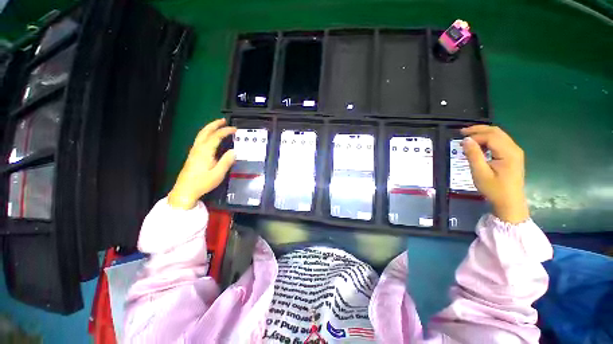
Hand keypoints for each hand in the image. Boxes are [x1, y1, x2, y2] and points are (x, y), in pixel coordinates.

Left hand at [168, 119, 235, 209]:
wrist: (185, 190)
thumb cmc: (202, 183)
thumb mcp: (218, 174)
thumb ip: (226, 161)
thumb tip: (234, 151)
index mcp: (205, 151)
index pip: (216, 136)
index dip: (226, 131)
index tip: (235, 129)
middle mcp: (198, 148)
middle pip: (205, 131)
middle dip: (214, 124)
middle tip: (223, 120)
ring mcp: (194, 151)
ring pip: (201, 135)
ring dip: (209, 128)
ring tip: (218, 125)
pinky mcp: (193, 155)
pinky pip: (200, 140)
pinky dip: (206, 134)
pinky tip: (210, 137)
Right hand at [461, 125, 528, 223]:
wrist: (509, 202)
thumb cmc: (494, 189)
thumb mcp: (480, 173)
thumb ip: (473, 155)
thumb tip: (466, 140)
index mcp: (508, 153)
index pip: (490, 137)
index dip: (475, 136)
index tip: (459, 140)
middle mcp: (514, 149)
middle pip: (496, 132)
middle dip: (479, 130)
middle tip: (462, 132)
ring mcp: (515, 152)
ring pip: (499, 135)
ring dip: (483, 134)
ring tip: (468, 138)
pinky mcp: (512, 156)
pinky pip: (500, 142)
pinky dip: (488, 140)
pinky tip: (479, 145)